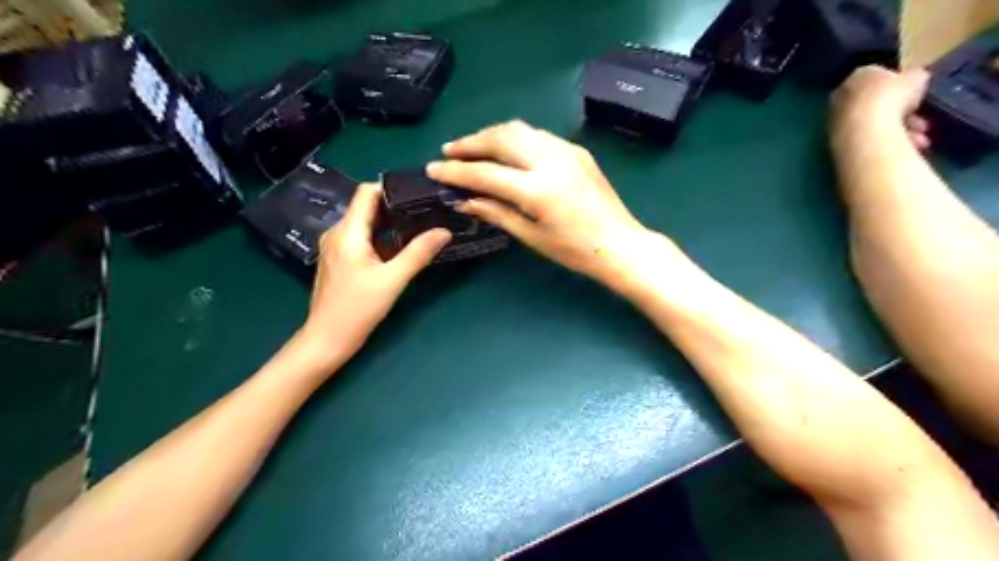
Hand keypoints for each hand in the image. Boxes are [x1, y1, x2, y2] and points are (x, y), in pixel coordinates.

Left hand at [295, 182, 452, 369]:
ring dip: (388, 222)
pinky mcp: (338, 259)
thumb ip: (418, 253)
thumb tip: (444, 231)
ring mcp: (335, 246)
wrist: (327, 339)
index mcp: (347, 232)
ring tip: (417, 226)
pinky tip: (399, 246)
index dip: (390, 188)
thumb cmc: (357, 309)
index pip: (366, 192)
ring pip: (364, 222)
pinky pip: (360, 237)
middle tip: (424, 210)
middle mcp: (337, 233)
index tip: (417, 193)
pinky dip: (379, 236)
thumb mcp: (392, 280)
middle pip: (366, 206)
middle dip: (394, 205)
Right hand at [426, 122, 683, 291]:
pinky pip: (537, 136)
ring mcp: (566, 151)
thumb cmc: (575, 251)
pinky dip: (514, 138)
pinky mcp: (576, 150)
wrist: (620, 244)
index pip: (487, 173)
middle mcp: (552, 160)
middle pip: (501, 138)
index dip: (456, 171)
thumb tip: (464, 199)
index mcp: (539, 190)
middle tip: (449, 152)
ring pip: (519, 130)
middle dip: (470, 142)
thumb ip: (496, 212)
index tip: (433, 168)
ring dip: (491, 135)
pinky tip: (504, 151)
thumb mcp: (532, 236)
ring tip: (472, 148)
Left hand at [833, 64, 932, 151]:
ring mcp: (836, 121)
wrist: (864, 131)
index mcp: (858, 76)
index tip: (916, 97)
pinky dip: (885, 142)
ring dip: (900, 131)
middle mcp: (841, 97)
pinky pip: (866, 138)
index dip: (902, 87)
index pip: (880, 77)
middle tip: (922, 124)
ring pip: (873, 124)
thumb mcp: (917, 77)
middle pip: (877, 104)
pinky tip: (904, 146)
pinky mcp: (836, 141)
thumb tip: (915, 79)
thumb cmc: (892, 97)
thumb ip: (915, 77)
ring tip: (919, 139)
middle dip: (903, 114)